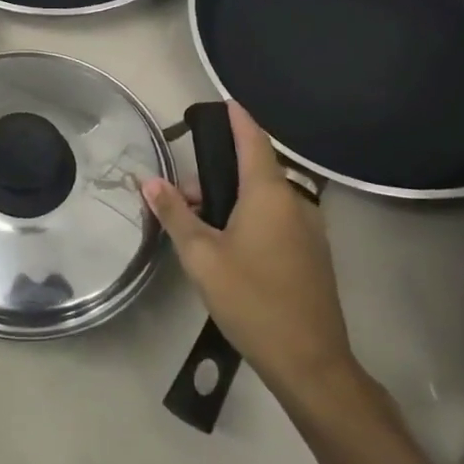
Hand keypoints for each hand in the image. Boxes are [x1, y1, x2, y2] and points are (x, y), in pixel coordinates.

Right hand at [142, 104, 358, 403]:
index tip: (224, 102)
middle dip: (217, 174)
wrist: (310, 361)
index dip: (238, 119)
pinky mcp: (312, 254)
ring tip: (197, 224)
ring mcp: (309, 229)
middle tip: (181, 196)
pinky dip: (250, 217)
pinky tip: (227, 245)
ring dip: (232, 199)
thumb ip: (174, 213)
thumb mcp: (201, 255)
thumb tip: (150, 180)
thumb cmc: (251, 299)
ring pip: (265, 198)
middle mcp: (295, 202)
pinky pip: (277, 218)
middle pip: (255, 171)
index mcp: (269, 194)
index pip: (254, 140)